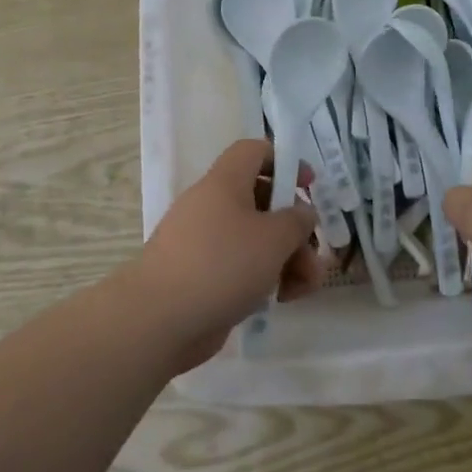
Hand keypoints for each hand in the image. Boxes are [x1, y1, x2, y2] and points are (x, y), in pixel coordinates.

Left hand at [131, 139, 324, 369]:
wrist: (158, 320)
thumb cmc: (222, 265)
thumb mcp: (274, 238)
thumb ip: (297, 220)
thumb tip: (301, 213)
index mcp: (225, 183)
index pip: (254, 151)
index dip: (284, 161)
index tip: (309, 186)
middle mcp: (212, 206)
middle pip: (262, 202)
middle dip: (294, 230)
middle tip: (313, 257)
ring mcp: (204, 243)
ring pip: (255, 240)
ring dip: (286, 260)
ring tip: (302, 289)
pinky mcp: (201, 276)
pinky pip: (239, 267)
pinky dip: (262, 279)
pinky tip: (278, 301)